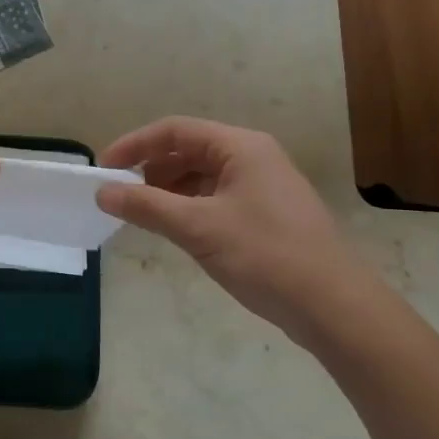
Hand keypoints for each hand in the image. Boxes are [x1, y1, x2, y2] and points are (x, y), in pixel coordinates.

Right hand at [97, 117, 390, 345]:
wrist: (335, 307)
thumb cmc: (265, 255)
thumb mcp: (198, 228)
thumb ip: (146, 206)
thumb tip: (103, 192)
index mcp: (240, 146)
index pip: (175, 130)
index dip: (135, 145)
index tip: (104, 169)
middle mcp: (253, 157)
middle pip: (189, 151)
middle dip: (151, 169)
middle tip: (120, 195)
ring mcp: (263, 186)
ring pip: (202, 177)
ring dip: (169, 191)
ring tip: (143, 215)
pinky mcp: (267, 214)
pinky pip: (217, 198)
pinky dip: (190, 208)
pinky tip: (176, 230)